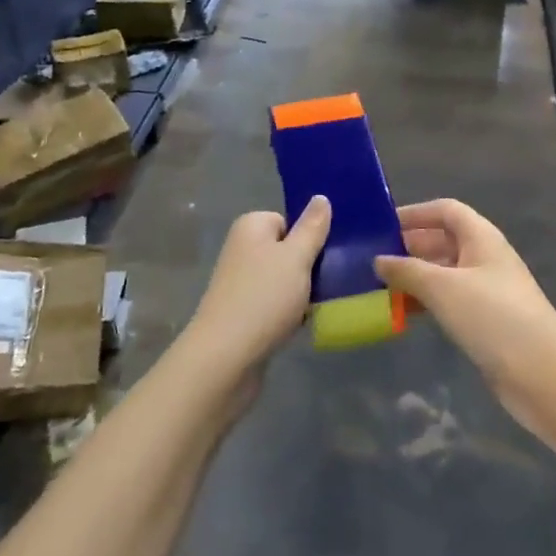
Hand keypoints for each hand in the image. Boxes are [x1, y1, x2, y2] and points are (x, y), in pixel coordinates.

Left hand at [183, 197, 331, 382]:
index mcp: (251, 227)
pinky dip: (290, 312)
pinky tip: (303, 325)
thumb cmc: (264, 297)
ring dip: (302, 292)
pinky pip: (276, 304)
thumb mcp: (297, 257)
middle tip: (330, 282)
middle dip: (308, 266)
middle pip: (287, 249)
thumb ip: (312, 227)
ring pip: (284, 279)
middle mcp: (242, 249)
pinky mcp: (243, 313)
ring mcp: (241, 283)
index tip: (325, 257)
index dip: (309, 238)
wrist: (225, 357)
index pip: (289, 220)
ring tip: (318, 306)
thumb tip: (321, 197)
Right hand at [375, 199, 555, 439]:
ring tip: (381, 287)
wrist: (543, 375)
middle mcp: (486, 257)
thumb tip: (378, 260)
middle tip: (373, 260)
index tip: (382, 226)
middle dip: (410, 247)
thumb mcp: (443, 288)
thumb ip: (407, 270)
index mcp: (482, 237)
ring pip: (445, 272)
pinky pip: (451, 299)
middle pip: (444, 240)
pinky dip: (428, 301)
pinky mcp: (487, 319)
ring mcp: (488, 289)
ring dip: (416, 277)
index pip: (446, 210)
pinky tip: (405, 313)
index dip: (415, 213)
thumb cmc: (493, 317)